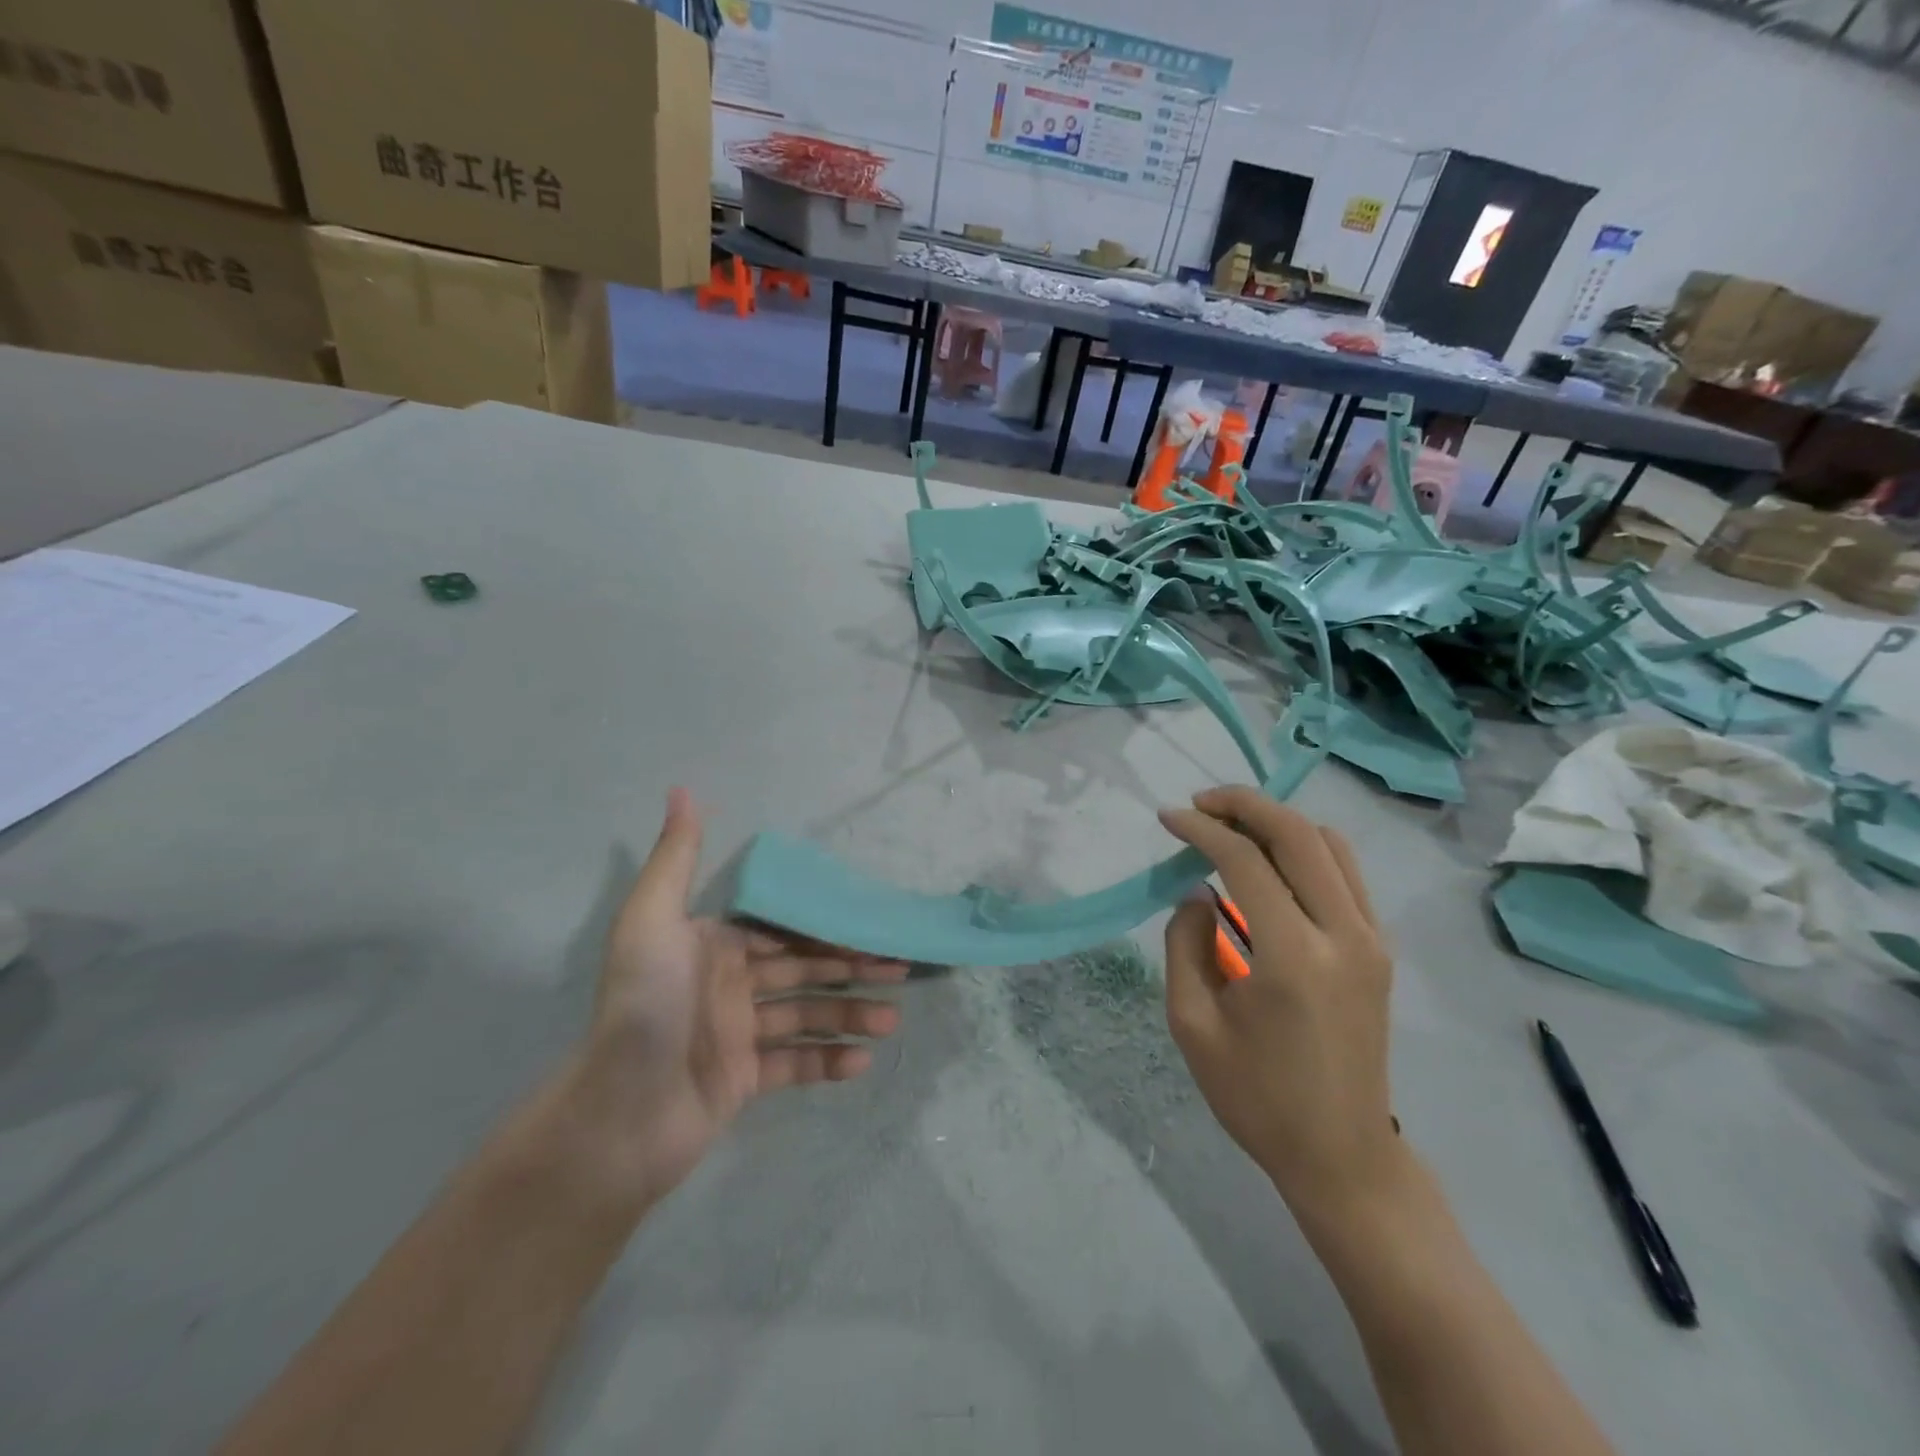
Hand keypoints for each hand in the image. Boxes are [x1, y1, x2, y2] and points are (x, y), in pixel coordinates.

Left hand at [565, 788, 906, 1205]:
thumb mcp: (653, 920)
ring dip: (849, 1015)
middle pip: (802, 969)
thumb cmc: (645, 1006)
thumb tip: (683, 790)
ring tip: (891, 1020)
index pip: (782, 927)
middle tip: (900, 969)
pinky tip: (862, 1061)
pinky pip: (794, 1065)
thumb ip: (678, 857)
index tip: (872, 923)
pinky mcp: (742, 1081)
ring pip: (806, 1016)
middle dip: (850, 967)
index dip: (826, 924)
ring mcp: (737, 1034)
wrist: (618, 1116)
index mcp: (714, 945)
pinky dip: (828, 1061)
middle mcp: (728, 984)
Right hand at [1160, 786, 1404, 1221]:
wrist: (1341, 1155)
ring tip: (1231, 826)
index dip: (1201, 830)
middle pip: (1297, 834)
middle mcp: (1343, 934)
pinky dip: (1306, 849)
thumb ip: (1185, 944)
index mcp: (1292, 957)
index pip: (1245, 861)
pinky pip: (1346, 873)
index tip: (1167, 819)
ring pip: (1329, 844)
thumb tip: (1197, 893)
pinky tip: (1270, 861)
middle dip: (1243, 804)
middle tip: (1199, 804)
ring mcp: (1371, 940)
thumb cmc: (1255, 1096)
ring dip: (1277, 822)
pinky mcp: (1379, 949)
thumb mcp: (1192, 1023)